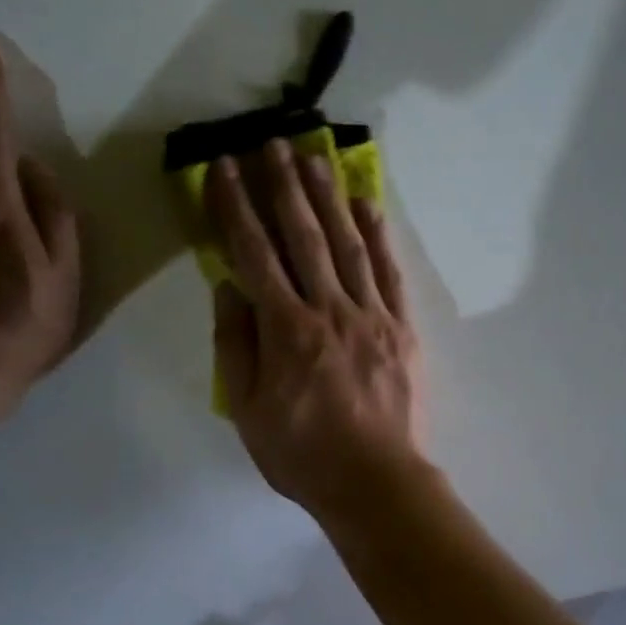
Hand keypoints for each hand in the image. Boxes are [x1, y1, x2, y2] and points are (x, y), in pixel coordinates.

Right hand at [207, 139, 426, 520]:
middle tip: (271, 144)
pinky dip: (378, 234)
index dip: (236, 207)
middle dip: (283, 185)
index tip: (223, 169)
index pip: (254, 253)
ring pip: (347, 243)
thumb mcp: (247, 409)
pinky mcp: (402, 326)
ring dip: (329, 197)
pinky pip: (389, 271)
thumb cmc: (303, 453)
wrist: (376, 481)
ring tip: (315, 157)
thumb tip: (228, 286)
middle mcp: (329, 308)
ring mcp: (372, 314)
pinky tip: (367, 204)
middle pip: (303, 235)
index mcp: (286, 329)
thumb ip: (236, 344)